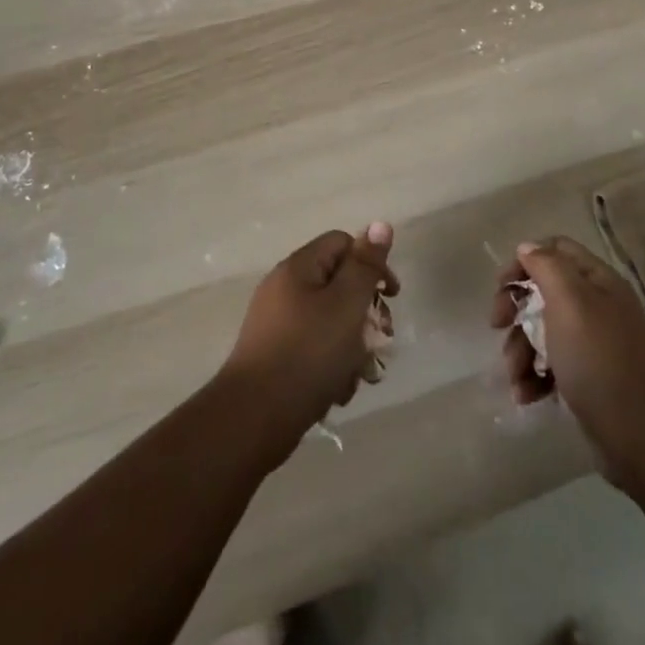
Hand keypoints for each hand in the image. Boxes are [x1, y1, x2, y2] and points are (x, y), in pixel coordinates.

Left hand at [220, 223, 399, 453]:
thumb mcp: (346, 304)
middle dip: (366, 312)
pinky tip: (337, 391)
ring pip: (329, 322)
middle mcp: (284, 289)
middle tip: (382, 340)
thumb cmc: (307, 353)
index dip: (371, 264)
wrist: (253, 419)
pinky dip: (330, 366)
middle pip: (338, 285)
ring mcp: (277, 325)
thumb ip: (365, 265)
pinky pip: (313, 349)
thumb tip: (379, 224)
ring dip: (351, 345)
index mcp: (298, 268)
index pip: (342, 244)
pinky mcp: (275, 357)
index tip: (391, 296)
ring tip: (359, 374)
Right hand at [491, 236, 644, 490]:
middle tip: (497, 325)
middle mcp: (597, 306)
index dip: (525, 261)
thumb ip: (547, 266)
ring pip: (543, 332)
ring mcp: (593, 345)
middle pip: (544, 291)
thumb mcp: (570, 302)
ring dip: (520, 349)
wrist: (644, 437)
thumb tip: (528, 248)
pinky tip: (527, 395)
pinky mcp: (588, 380)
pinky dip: (534, 377)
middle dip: (516, 309)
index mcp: (597, 281)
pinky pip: (552, 366)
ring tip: (515, 376)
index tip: (502, 286)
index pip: (556, 249)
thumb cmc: (600, 359)